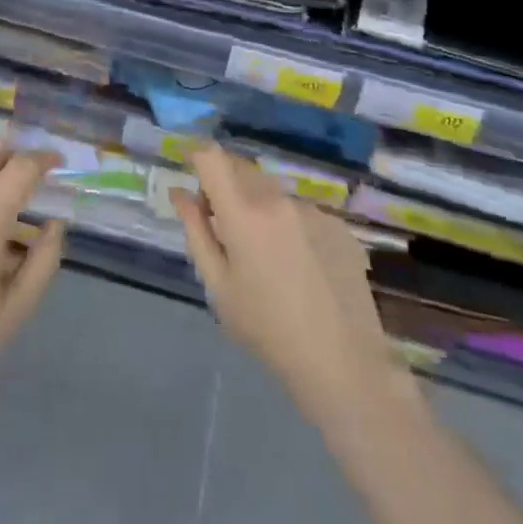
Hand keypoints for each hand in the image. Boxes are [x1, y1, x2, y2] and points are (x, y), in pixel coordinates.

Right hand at [173, 146, 394, 424]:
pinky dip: (290, 225)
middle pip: (241, 168)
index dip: (197, 158)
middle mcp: (278, 199)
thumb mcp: (218, 287)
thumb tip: (180, 193)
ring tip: (267, 255)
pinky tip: (300, 267)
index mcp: (244, 212)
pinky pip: (301, 211)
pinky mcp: (338, 226)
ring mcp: (312, 210)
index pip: (212, 157)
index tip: (193, 177)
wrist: (342, 366)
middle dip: (225, 184)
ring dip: (259, 206)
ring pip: (272, 191)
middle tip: (223, 226)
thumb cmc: (267, 330)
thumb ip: (196, 231)